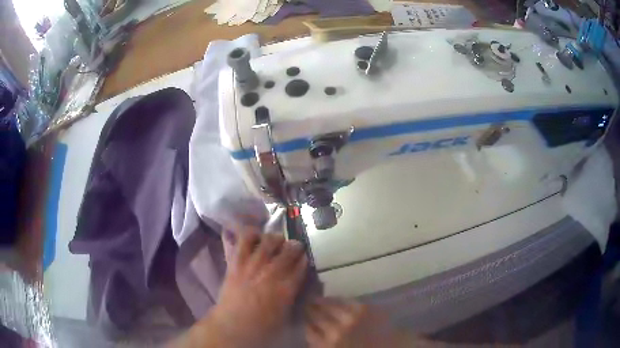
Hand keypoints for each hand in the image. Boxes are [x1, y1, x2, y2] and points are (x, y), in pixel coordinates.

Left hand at [209, 232, 307, 347]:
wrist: (232, 325)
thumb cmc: (262, 326)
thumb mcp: (286, 314)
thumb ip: (293, 295)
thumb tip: (296, 282)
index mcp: (286, 288)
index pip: (301, 266)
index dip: (304, 259)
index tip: (305, 257)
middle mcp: (272, 273)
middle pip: (288, 250)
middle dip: (295, 246)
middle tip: (295, 246)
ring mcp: (253, 266)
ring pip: (268, 242)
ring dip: (275, 239)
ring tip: (277, 240)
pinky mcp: (236, 263)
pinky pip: (244, 241)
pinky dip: (251, 234)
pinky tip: (255, 235)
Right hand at [305, 298, 435, 347]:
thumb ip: (326, 345)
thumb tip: (316, 336)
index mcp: (329, 346)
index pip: (309, 332)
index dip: (305, 324)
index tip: (302, 319)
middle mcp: (335, 332)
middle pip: (315, 318)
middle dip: (308, 311)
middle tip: (304, 305)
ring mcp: (349, 319)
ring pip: (328, 307)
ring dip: (319, 302)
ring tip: (313, 298)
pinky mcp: (363, 309)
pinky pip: (344, 301)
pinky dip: (335, 299)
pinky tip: (332, 298)